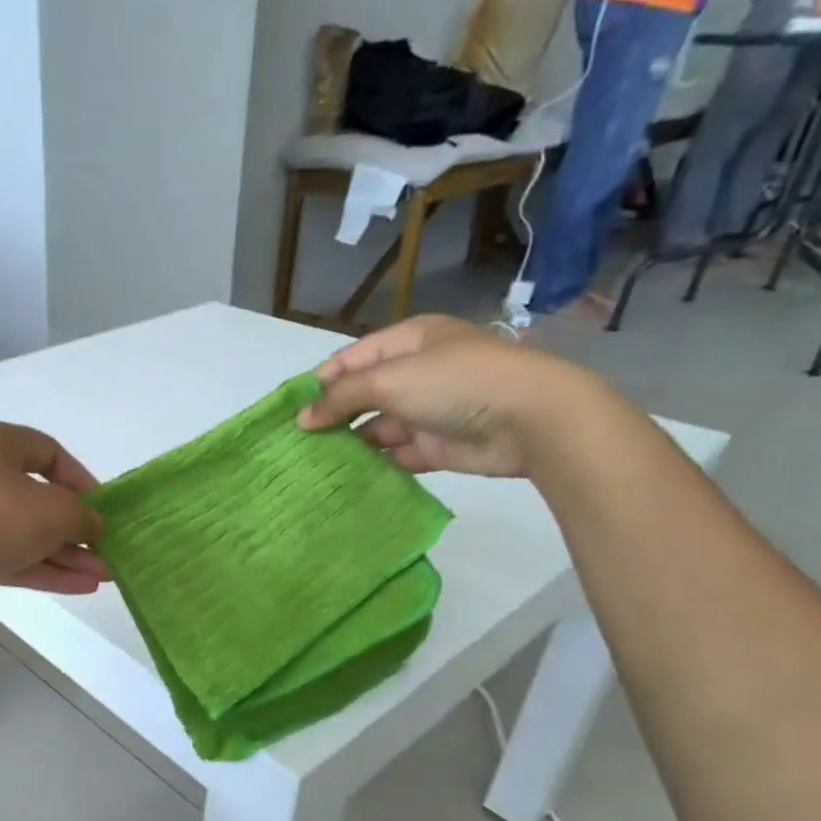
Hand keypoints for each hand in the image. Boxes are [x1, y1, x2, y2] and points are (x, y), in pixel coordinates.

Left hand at [0, 421, 107, 597]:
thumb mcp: (52, 510)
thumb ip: (82, 516)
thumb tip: (93, 524)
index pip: (50, 453)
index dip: (82, 481)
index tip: (103, 509)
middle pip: (39, 498)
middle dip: (76, 528)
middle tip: (107, 551)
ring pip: (26, 533)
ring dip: (65, 554)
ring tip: (103, 576)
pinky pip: (10, 556)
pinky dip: (43, 569)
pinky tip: (79, 587)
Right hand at [295, 315, 607, 478]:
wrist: (531, 419)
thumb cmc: (457, 382)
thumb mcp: (391, 379)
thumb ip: (342, 397)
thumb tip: (302, 419)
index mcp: (407, 342)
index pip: (350, 360)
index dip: (319, 383)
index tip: (289, 411)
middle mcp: (415, 374)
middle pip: (361, 395)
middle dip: (331, 416)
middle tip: (294, 443)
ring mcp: (426, 412)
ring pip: (375, 428)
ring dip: (348, 444)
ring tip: (311, 465)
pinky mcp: (435, 447)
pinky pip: (395, 456)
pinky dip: (373, 466)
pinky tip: (343, 478)